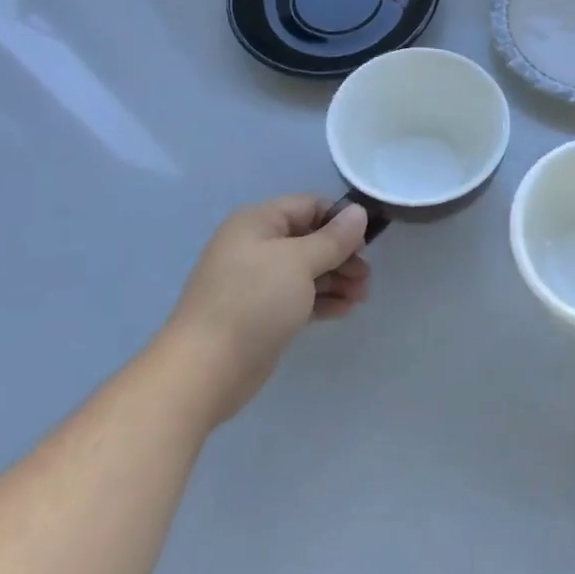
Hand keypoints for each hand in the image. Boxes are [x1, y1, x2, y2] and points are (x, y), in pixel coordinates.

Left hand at [164, 196, 369, 424]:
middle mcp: (256, 246)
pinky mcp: (263, 312)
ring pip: (307, 271)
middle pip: (310, 240)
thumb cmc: (254, 301)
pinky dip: (322, 300)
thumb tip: (358, 212)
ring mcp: (258, 281)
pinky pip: (299, 297)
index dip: (339, 220)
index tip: (366, 243)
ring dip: (337, 280)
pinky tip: (345, 310)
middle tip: (365, 276)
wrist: (208, 367)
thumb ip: (333, 238)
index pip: (308, 206)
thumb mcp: (300, 262)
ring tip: (361, 297)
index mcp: (258, 223)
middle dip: (342, 255)